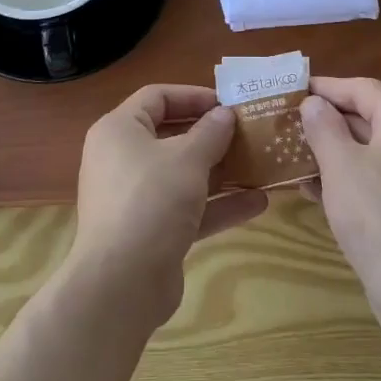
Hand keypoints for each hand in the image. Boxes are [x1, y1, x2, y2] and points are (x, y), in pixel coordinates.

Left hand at [71, 85, 268, 326]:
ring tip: (260, 165)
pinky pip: (187, 208)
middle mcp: (122, 159)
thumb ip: (211, 132)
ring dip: (221, 171)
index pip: (157, 97)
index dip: (193, 95)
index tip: (228, 103)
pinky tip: (258, 203)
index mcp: (119, 130)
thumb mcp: (188, 159)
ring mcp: (136, 198)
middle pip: (172, 135)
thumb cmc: (151, 201)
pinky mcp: (151, 232)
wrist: (121, 284)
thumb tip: (225, 114)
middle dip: (212, 135)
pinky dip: (218, 204)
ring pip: (183, 175)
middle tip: (248, 132)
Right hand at [300, 77, 380, 294]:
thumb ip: (324, 127)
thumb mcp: (339, 165)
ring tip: (303, 159)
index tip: (298, 90)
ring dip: (341, 152)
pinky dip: (358, 177)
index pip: (364, 89)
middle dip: (333, 121)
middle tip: (296, 125)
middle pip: (374, 118)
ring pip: (379, 151)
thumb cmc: (375, 215)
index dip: (329, 87)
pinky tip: (325, 193)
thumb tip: (315, 104)